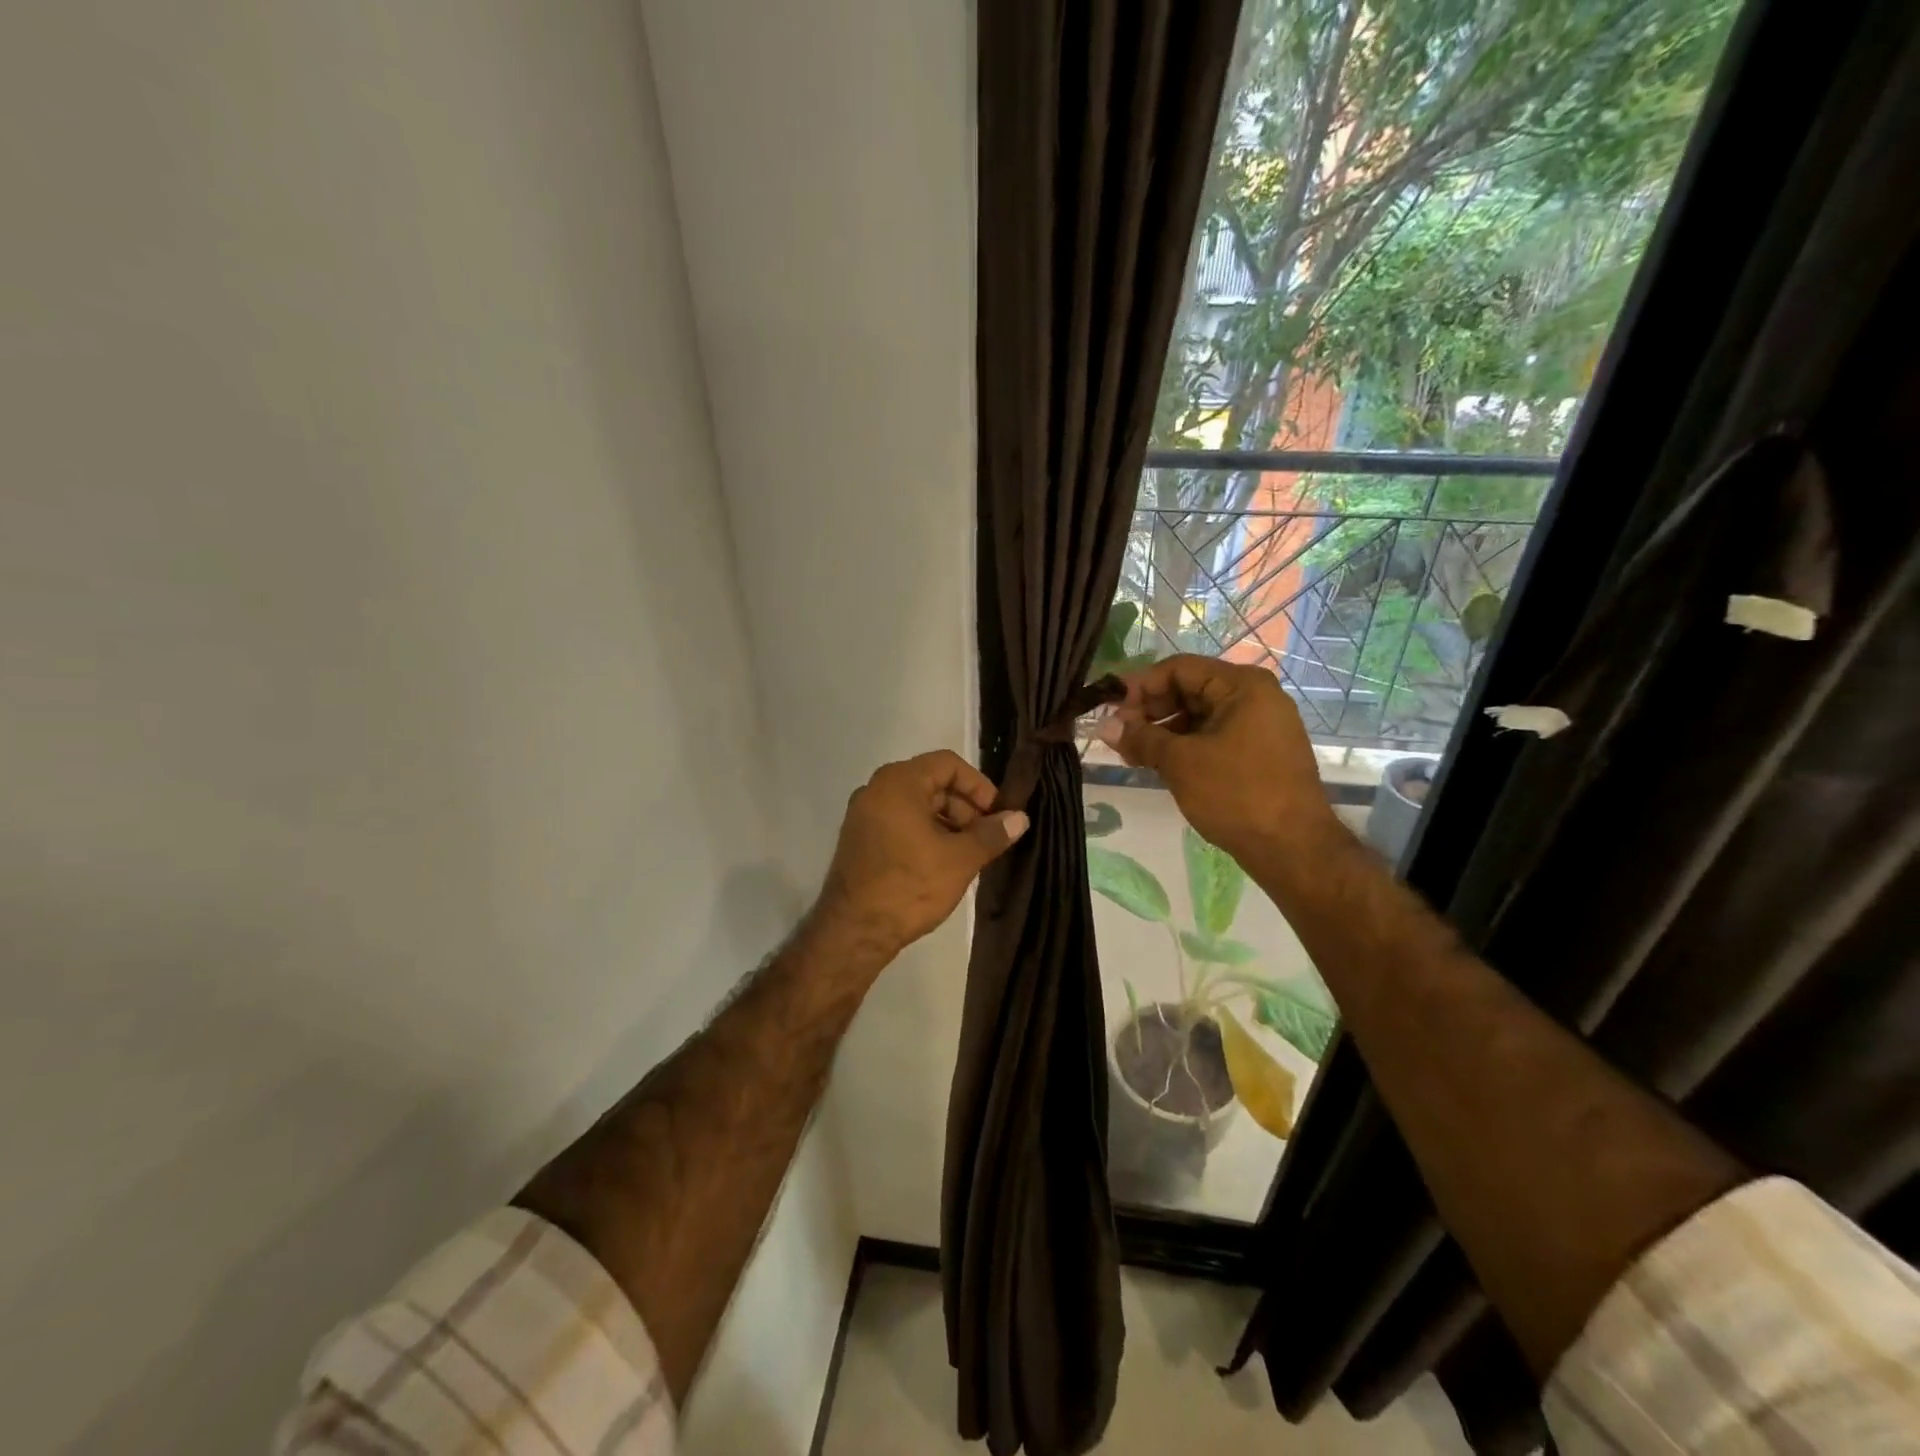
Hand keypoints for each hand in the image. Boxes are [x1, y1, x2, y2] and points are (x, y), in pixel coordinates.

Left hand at [813, 750, 1028, 962]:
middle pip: (932, 783)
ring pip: (917, 805)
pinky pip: (900, 823)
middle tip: (986, 839)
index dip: (979, 786)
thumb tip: (1020, 818)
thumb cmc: (910, 886)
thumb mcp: (960, 859)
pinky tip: (943, 863)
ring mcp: (864, 815)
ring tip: (969, 855)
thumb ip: (992, 834)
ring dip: (947, 824)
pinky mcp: (860, 839)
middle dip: (965, 808)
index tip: (997, 815)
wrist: (854, 931)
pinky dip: (925, 834)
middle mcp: (876, 790)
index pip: (948, 764)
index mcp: (898, 782)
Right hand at [1096, 655, 1340, 872]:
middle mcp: (1255, 697)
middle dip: (1150, 710)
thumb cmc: (1236, 794)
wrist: (1293, 848)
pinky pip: (1213, 736)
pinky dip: (1184, 746)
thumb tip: (1104, 726)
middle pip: (1189, 689)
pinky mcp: (1259, 752)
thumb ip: (1140, 738)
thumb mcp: (1180, 762)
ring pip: (1199, 716)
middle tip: (1118, 735)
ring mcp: (1260, 725)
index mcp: (1242, 686)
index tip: (1110, 708)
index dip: (1140, 685)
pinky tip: (1158, 764)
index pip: (1179, 668)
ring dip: (1163, 731)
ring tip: (1132, 754)